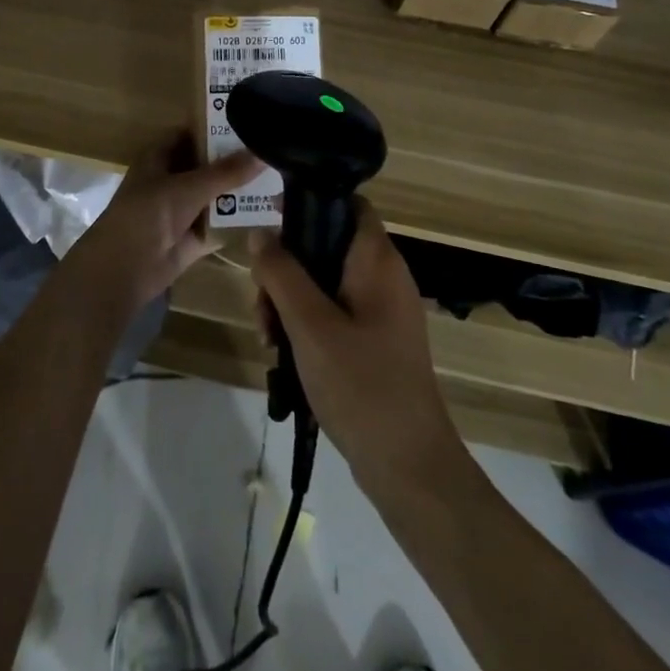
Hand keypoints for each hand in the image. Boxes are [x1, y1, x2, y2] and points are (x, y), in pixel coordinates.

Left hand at [69, 134, 261, 309]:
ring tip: (280, 178)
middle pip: (207, 165)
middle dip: (236, 161)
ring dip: (240, 191)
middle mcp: (171, 180)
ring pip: (216, 195)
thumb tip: (262, 153)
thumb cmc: (147, 215)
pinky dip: (238, 221)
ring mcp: (182, 210)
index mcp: (160, 157)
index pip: (191, 133)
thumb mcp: (188, 188)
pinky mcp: (193, 237)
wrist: (124, 269)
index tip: (250, 121)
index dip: (216, 126)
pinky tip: (270, 213)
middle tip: (273, 150)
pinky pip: (220, 224)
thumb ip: (226, 172)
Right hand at [249, 203, 461, 488]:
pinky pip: (333, 313)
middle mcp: (383, 277)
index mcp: (377, 261)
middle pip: (327, 245)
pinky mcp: (375, 341)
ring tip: (267, 335)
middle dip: (287, 267)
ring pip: (325, 282)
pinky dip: (307, 324)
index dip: (309, 203)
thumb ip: (282, 274)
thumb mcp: (310, 325)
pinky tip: (282, 353)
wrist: (409, 466)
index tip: (271, 222)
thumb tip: (260, 232)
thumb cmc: (361, 385)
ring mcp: (380, 311)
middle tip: (261, 301)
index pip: (348, 204)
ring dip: (290, 301)